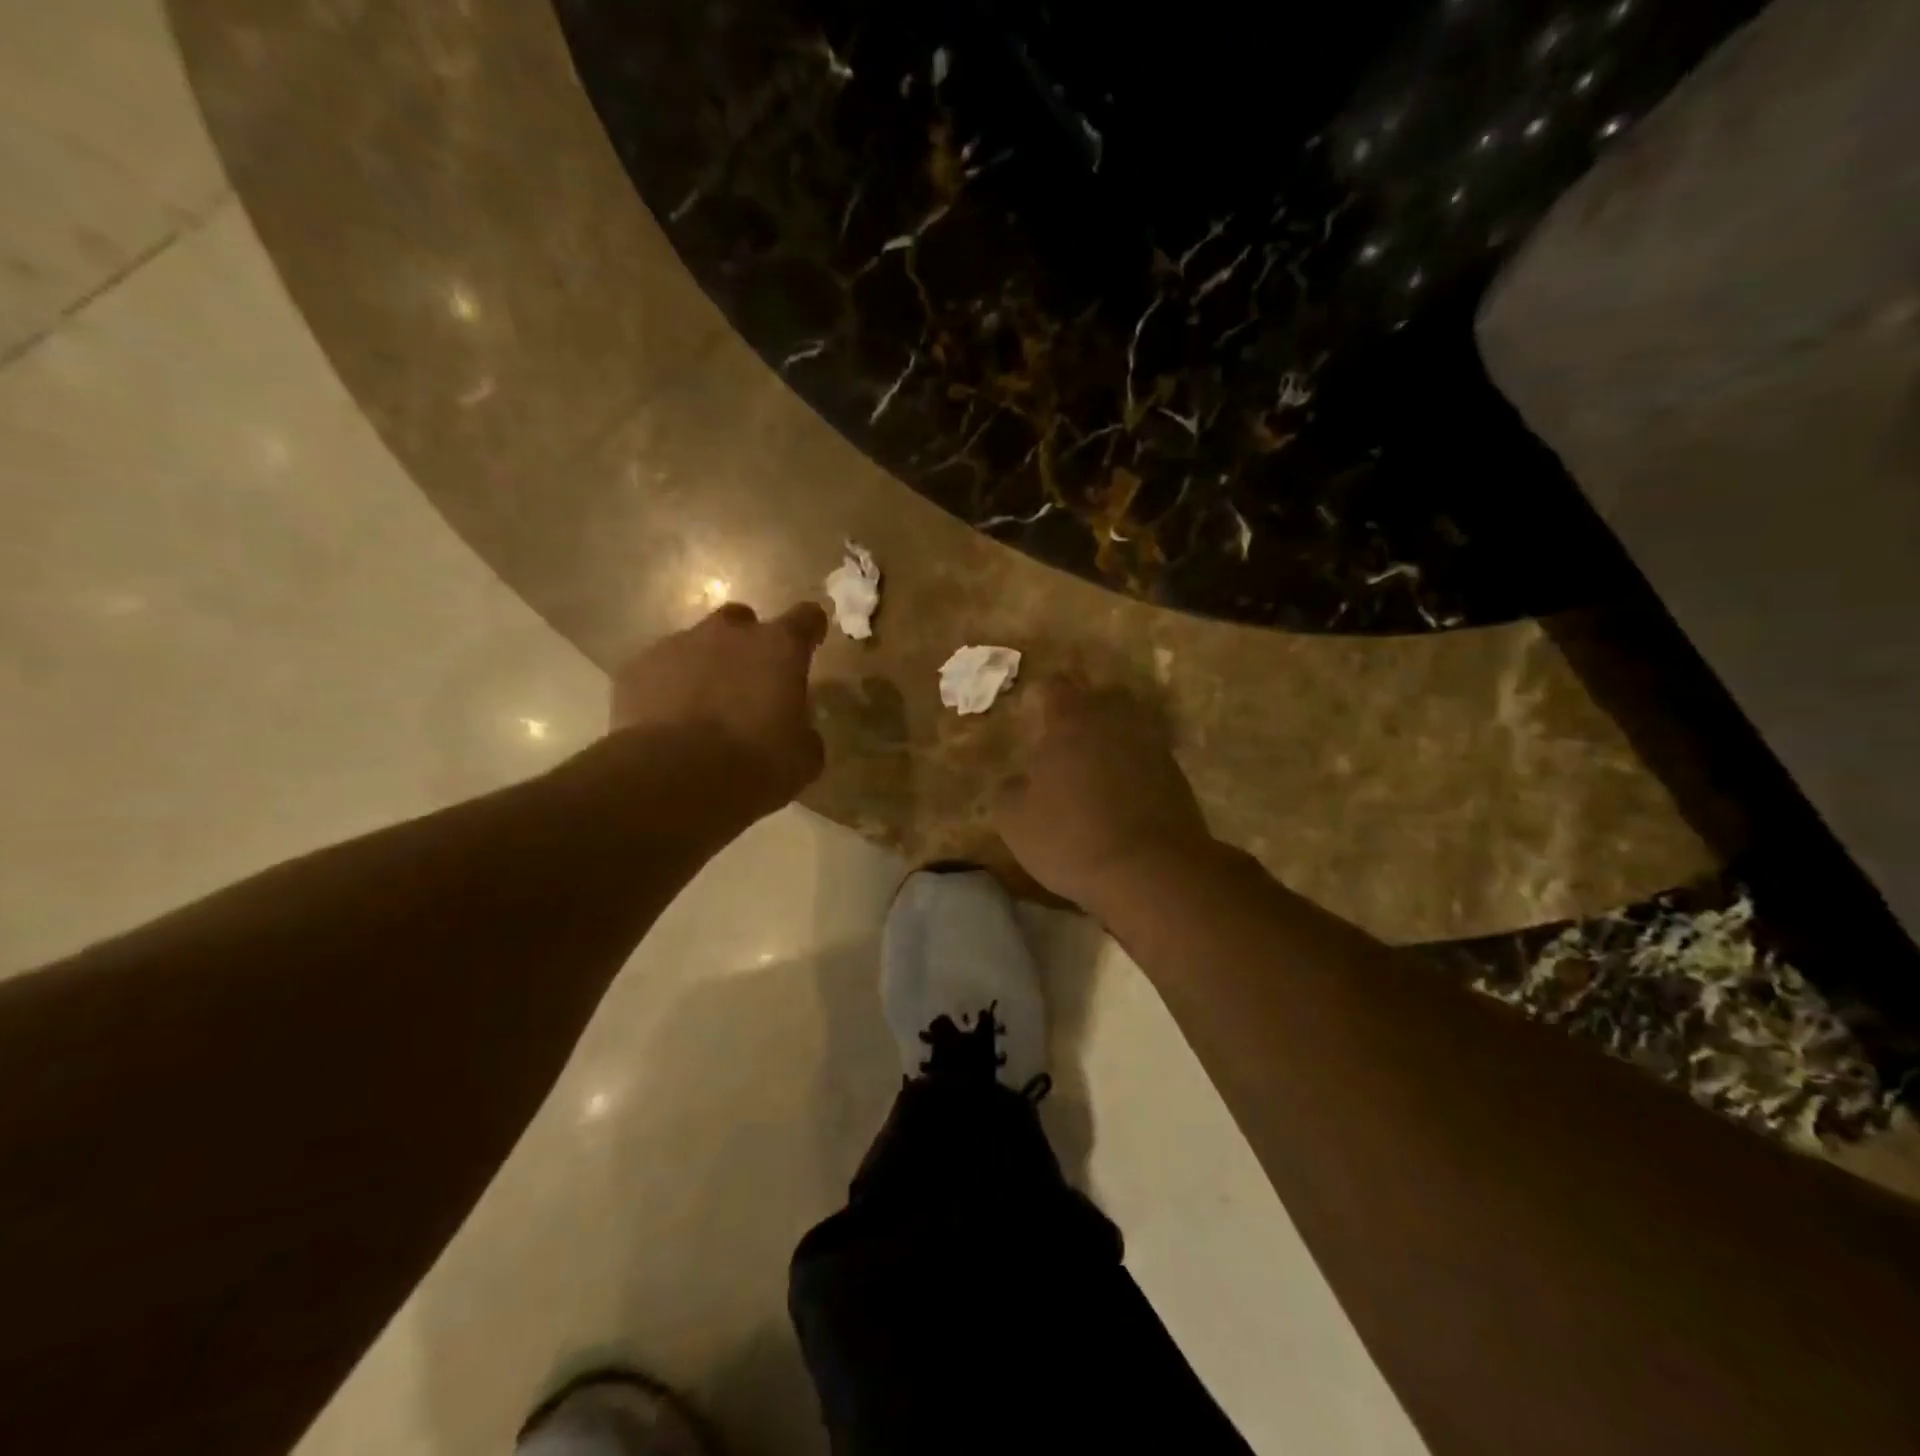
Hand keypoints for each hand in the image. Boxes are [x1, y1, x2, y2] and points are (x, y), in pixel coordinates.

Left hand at [610, 601, 827, 816]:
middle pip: (742, 621)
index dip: (810, 628)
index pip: (806, 618)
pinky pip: (658, 670)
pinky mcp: (636, 668)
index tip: (811, 641)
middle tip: (749, 683)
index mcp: (779, 648)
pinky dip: (666, 688)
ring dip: (704, 667)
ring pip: (696, 644)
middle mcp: (729, 633)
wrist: (673, 777)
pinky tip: (667, 722)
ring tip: (702, 709)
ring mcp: (677, 645)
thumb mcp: (803, 759)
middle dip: (747, 644)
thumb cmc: (755, 764)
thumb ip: (804, 733)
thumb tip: (797, 731)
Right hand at [994, 677, 1215, 910]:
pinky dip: (1132, 767)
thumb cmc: (1071, 838)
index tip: (1030, 723)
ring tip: (1092, 771)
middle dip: (1078, 714)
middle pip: (1096, 697)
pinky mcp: (1176, 772)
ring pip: (1125, 725)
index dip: (1038, 700)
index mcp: (1070, 720)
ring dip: (1108, 740)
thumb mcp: (1015, 821)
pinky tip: (1120, 796)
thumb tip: (1018, 781)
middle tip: (1061, 745)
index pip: (1053, 686)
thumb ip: (1008, 790)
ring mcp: (1150, 743)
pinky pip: (1146, 755)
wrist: (1151, 871)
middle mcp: (1113, 719)